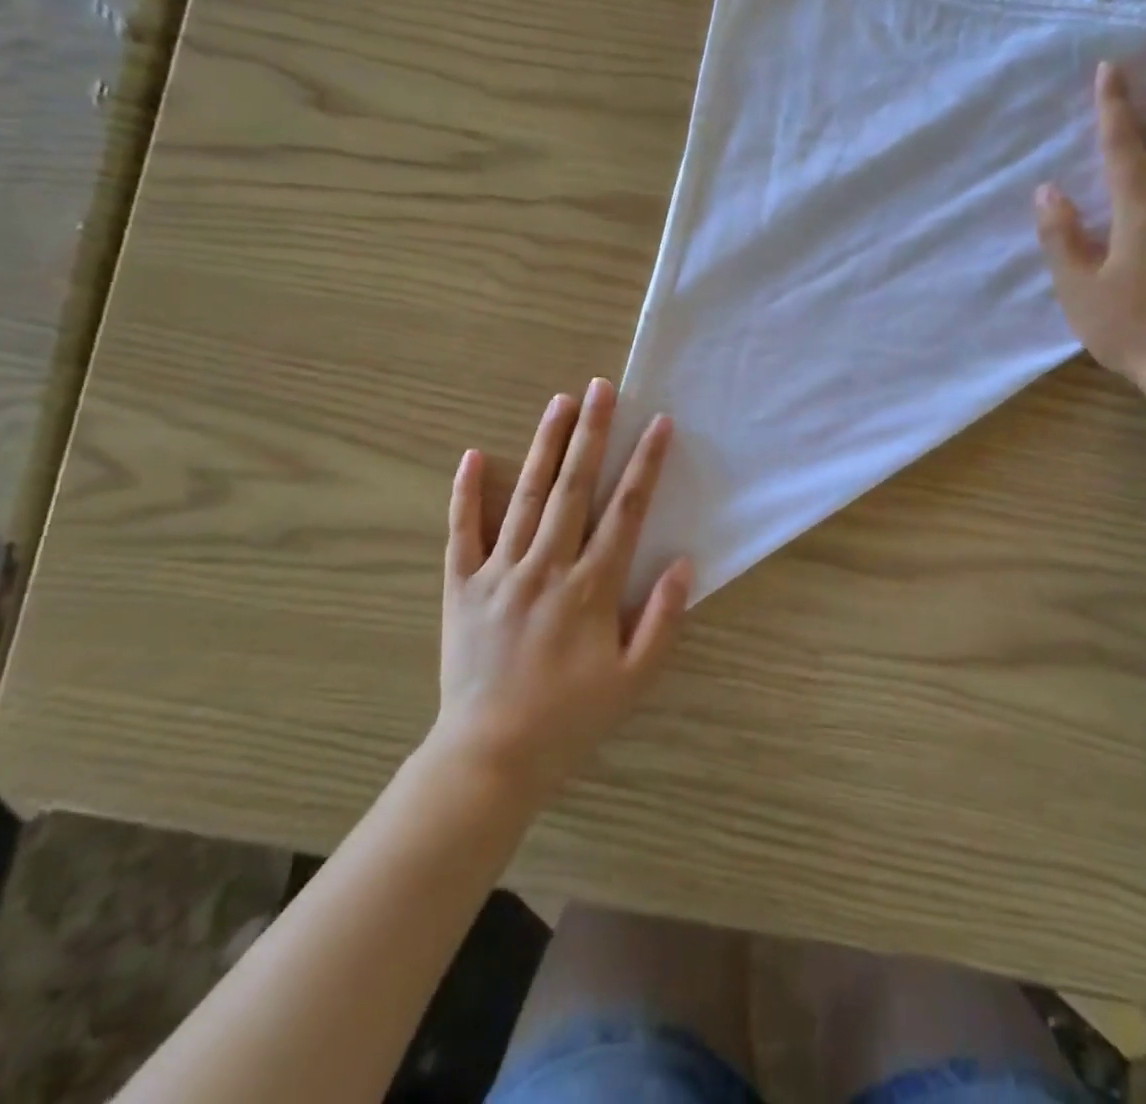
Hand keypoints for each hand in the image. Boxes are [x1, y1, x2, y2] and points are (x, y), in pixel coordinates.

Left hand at [432, 377, 693, 799]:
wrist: (490, 757)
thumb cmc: (569, 719)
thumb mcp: (633, 681)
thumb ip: (662, 620)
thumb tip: (684, 564)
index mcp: (590, 588)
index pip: (624, 511)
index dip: (644, 465)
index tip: (658, 424)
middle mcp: (546, 567)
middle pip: (573, 488)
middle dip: (592, 433)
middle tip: (602, 387)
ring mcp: (499, 572)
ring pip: (524, 496)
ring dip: (544, 446)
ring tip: (559, 403)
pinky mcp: (461, 586)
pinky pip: (462, 532)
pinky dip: (466, 493)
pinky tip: (473, 456)